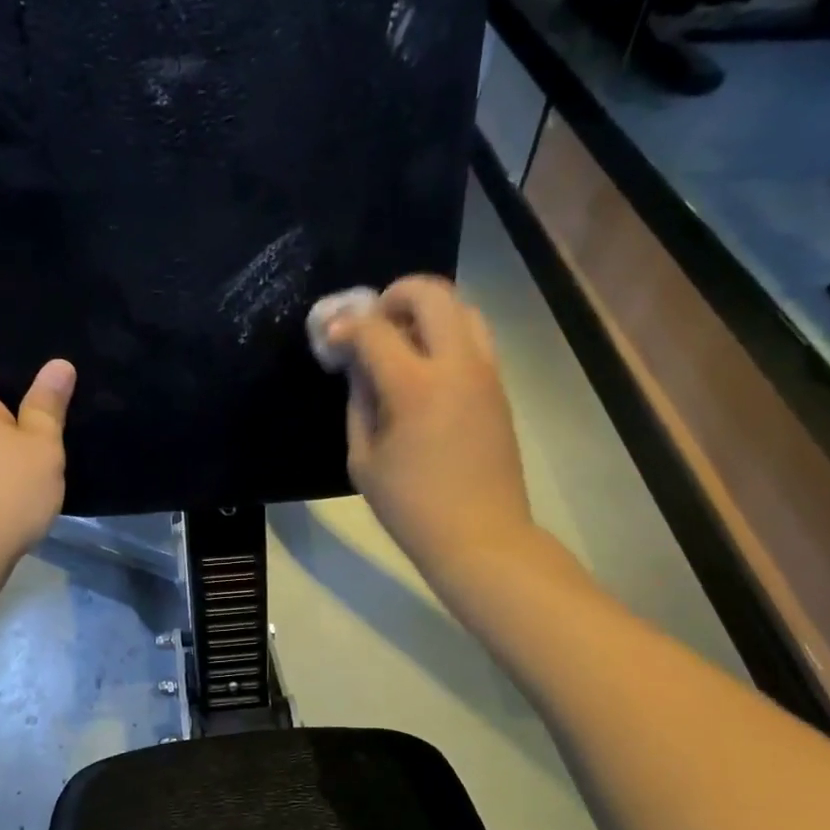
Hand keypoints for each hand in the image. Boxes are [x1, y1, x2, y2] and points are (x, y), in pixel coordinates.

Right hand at [328, 275, 533, 578]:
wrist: (480, 537)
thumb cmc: (411, 507)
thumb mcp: (364, 460)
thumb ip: (359, 403)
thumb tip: (358, 368)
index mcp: (415, 387)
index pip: (374, 329)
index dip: (345, 326)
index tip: (330, 339)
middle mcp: (456, 365)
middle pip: (431, 293)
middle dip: (395, 295)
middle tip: (374, 323)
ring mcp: (485, 373)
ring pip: (463, 308)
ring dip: (428, 311)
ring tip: (402, 341)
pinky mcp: (498, 388)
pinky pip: (474, 339)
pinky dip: (447, 335)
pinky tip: (425, 368)